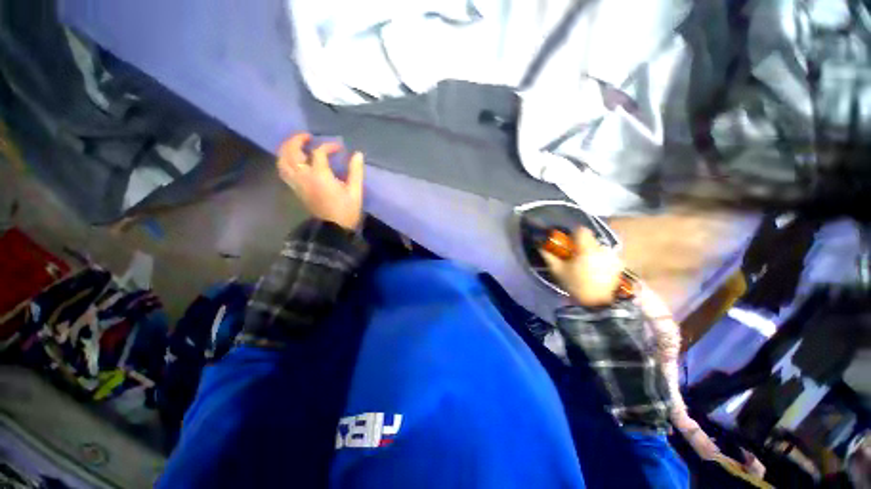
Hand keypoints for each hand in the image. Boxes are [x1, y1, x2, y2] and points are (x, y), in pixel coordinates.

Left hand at [277, 133, 364, 230]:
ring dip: (286, 149)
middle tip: (307, 136)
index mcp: (320, 176)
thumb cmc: (346, 210)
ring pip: (282, 161)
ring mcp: (297, 183)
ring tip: (296, 145)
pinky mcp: (295, 189)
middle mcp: (304, 177)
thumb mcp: (355, 191)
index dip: (329, 146)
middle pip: (291, 152)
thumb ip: (355, 171)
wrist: (333, 228)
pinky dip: (285, 161)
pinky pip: (284, 171)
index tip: (339, 148)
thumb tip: (357, 154)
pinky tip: (293, 160)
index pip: (319, 153)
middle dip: (297, 140)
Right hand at [540, 227, 622, 306]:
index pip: (581, 230)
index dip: (573, 234)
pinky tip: (596, 272)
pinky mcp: (619, 265)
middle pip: (590, 239)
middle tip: (574, 257)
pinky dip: (600, 260)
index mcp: (587, 249)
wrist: (598, 305)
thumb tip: (540, 244)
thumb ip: (548, 255)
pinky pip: (606, 256)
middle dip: (581, 245)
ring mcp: (613, 257)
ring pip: (598, 247)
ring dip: (591, 253)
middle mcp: (602, 249)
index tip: (568, 243)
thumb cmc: (576, 285)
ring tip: (586, 267)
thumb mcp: (557, 270)